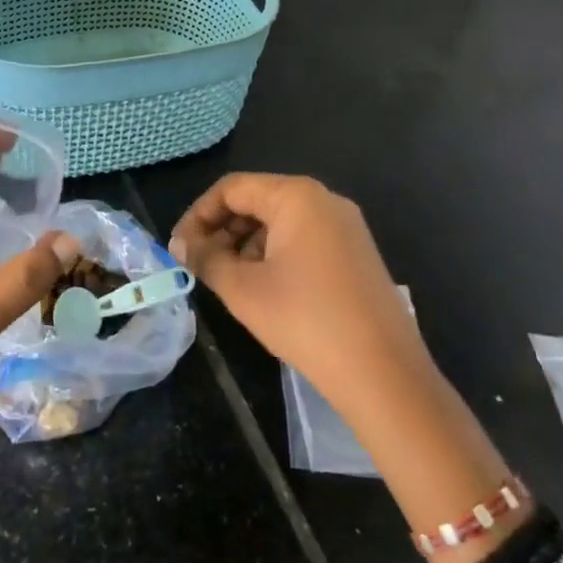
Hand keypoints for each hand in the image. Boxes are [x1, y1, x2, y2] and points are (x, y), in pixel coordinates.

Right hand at [171, 174, 522, 562]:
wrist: (384, 374)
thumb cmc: (305, 321)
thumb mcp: (243, 289)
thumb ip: (205, 258)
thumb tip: (180, 245)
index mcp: (296, 196)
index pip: (232, 189)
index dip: (198, 215)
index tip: (178, 248)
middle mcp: (324, 200)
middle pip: (257, 200)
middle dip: (221, 229)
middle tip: (197, 264)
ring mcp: (345, 226)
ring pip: (279, 221)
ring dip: (246, 243)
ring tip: (226, 279)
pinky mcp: (356, 252)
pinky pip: (303, 238)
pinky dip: (274, 254)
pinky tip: (263, 287)